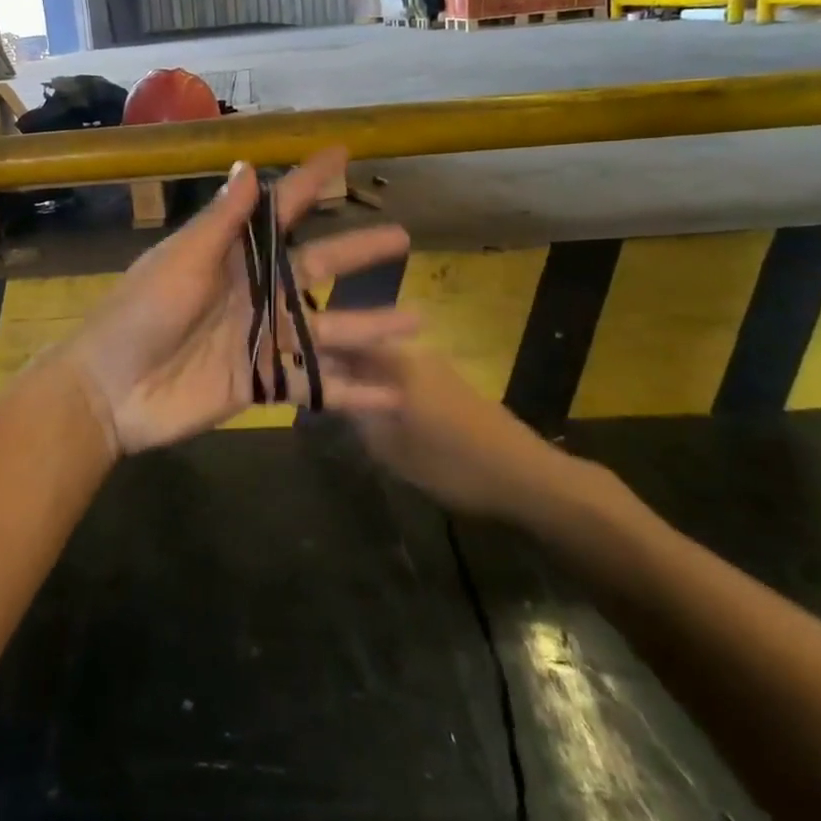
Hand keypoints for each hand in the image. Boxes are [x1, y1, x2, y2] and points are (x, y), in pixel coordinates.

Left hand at [60, 148, 416, 455]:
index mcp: (231, 256)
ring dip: (370, 326)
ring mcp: (260, 338)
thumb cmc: (140, 314)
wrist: (110, 391)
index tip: (341, 153)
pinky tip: (393, 396)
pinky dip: (351, 391)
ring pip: (326, 327)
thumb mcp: (180, 261)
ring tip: (418, 320)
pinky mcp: (262, 382)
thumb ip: (220, 223)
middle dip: (358, 252)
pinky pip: (314, 384)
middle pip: (316, 267)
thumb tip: (248, 167)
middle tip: (403, 236)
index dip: (308, 183)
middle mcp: (254, 291)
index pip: (278, 212)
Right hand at [326, 345, 585, 524]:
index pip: (344, 343)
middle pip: (362, 349)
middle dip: (337, 363)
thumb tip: (332, 397)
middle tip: (314, 385)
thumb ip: (358, 419)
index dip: (317, 352)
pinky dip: (383, 385)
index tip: (293, 364)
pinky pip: (402, 375)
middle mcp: (412, 354)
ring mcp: (433, 367)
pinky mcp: (449, 384)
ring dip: (360, 374)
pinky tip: (376, 408)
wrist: (527, 477)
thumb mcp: (394, 450)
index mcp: (396, 363)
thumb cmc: (455, 464)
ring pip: (382, 362)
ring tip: (338, 397)